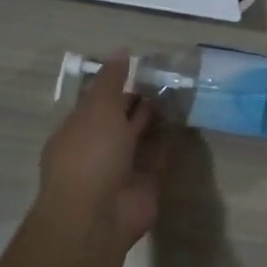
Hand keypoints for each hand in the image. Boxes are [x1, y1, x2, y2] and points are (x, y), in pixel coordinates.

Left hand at [35, 55, 169, 252]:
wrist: (98, 216)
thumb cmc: (90, 156)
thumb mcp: (97, 109)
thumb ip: (110, 81)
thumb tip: (121, 51)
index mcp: (78, 128)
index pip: (98, 100)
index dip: (118, 82)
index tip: (143, 65)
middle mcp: (99, 147)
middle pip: (121, 118)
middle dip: (140, 100)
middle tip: (168, 76)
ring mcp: (123, 167)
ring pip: (142, 137)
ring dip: (157, 119)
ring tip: (181, 93)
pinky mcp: (146, 183)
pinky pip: (161, 157)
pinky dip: (172, 142)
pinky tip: (187, 122)